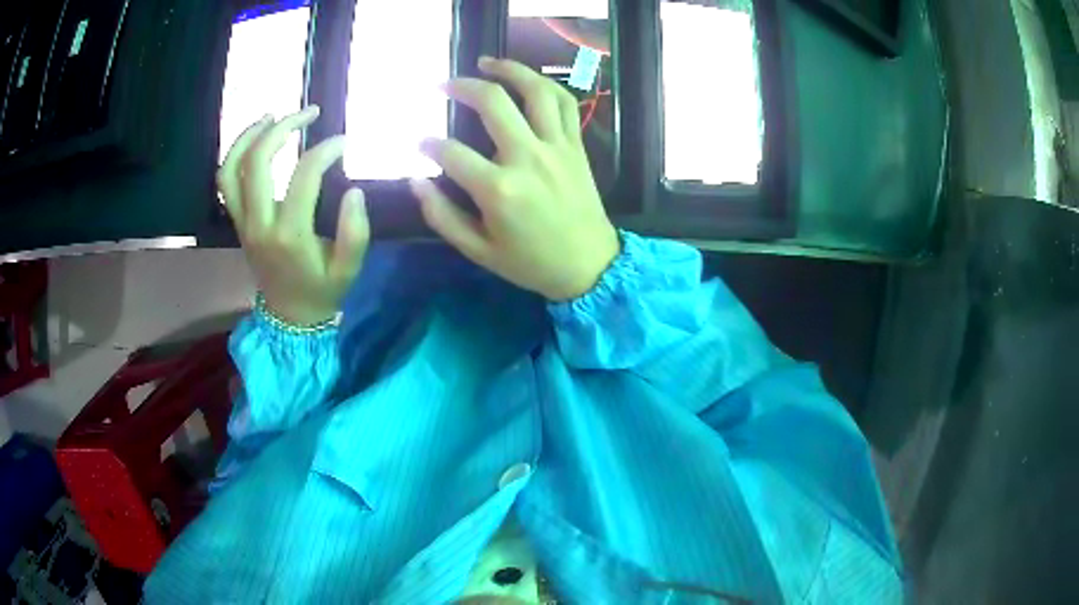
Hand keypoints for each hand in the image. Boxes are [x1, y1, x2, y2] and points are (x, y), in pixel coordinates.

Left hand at [218, 106, 369, 324]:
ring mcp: (243, 222)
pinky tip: (255, 138)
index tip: (343, 142)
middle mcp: (259, 224)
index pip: (303, 175)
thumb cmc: (321, 290)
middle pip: (257, 162)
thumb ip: (356, 231)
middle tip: (308, 113)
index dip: (325, 150)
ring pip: (232, 169)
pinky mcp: (237, 222)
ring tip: (273, 115)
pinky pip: (226, 182)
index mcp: (289, 234)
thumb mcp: (349, 269)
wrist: (289, 316)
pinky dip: (235, 154)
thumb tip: (354, 190)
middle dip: (282, 128)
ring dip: (249, 136)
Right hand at [411, 57, 619, 301]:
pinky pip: (565, 103)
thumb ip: (442, 216)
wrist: (589, 266)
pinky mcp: (575, 145)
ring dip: (508, 69)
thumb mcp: (478, 251)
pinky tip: (527, 79)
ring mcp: (556, 147)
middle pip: (492, 103)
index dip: (428, 144)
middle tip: (442, 84)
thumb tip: (416, 181)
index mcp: (498, 189)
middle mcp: (527, 157)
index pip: (451, 152)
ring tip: (485, 62)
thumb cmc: (530, 263)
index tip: (419, 143)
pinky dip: (545, 84)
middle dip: (461, 87)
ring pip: (534, 91)